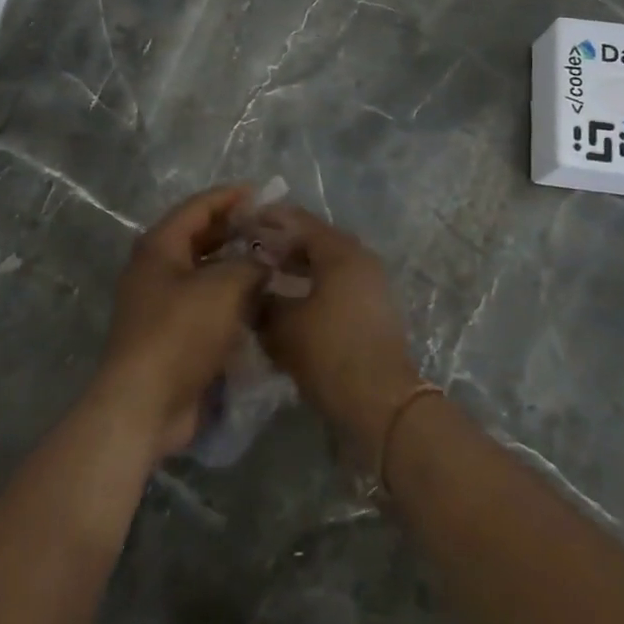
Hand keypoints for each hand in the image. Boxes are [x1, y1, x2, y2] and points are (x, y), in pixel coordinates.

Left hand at [95, 186, 266, 461]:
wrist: (144, 405)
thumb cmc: (180, 333)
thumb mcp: (223, 288)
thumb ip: (251, 264)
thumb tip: (266, 261)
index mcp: (160, 247)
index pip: (198, 207)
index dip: (230, 196)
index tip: (262, 192)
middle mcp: (157, 270)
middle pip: (201, 238)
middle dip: (236, 230)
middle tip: (273, 228)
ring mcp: (163, 304)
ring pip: (206, 273)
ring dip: (237, 266)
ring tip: (274, 262)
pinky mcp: (174, 335)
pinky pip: (207, 305)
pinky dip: (232, 299)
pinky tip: (261, 302)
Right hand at [253, 205, 420, 462]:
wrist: (380, 403)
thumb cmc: (329, 353)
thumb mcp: (283, 326)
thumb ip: (262, 301)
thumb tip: (250, 290)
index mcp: (341, 252)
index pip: (299, 222)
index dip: (269, 220)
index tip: (243, 223)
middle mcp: (360, 260)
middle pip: (315, 242)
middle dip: (282, 245)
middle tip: (250, 251)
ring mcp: (371, 285)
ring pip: (326, 266)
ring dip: (297, 269)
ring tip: (264, 278)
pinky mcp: (373, 311)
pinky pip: (336, 286)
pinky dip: (312, 287)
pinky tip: (288, 304)